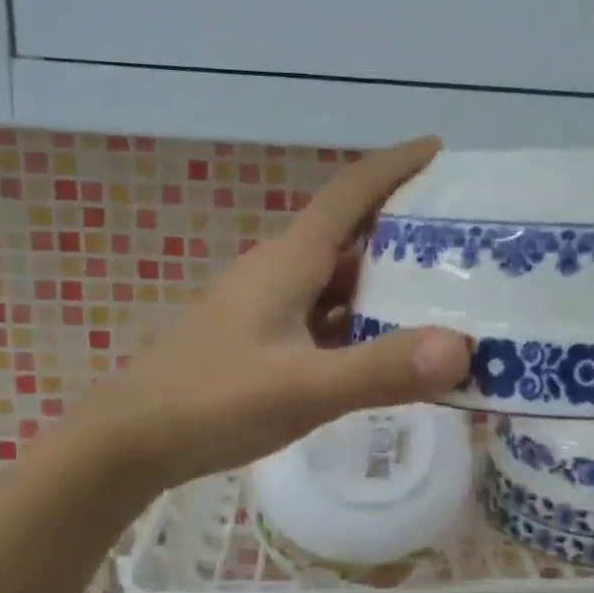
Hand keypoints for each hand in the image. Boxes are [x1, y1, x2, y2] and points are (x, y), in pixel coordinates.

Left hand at [96, 138, 472, 489]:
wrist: (128, 442)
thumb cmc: (210, 402)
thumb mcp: (302, 389)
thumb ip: (380, 369)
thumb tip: (461, 346)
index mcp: (289, 261)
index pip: (349, 194)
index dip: (394, 166)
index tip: (439, 150)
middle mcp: (279, 273)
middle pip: (349, 235)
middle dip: (404, 230)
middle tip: (465, 240)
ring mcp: (267, 308)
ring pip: (338, 281)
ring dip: (385, 283)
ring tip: (443, 295)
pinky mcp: (261, 340)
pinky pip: (325, 318)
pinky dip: (361, 324)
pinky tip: (387, 349)